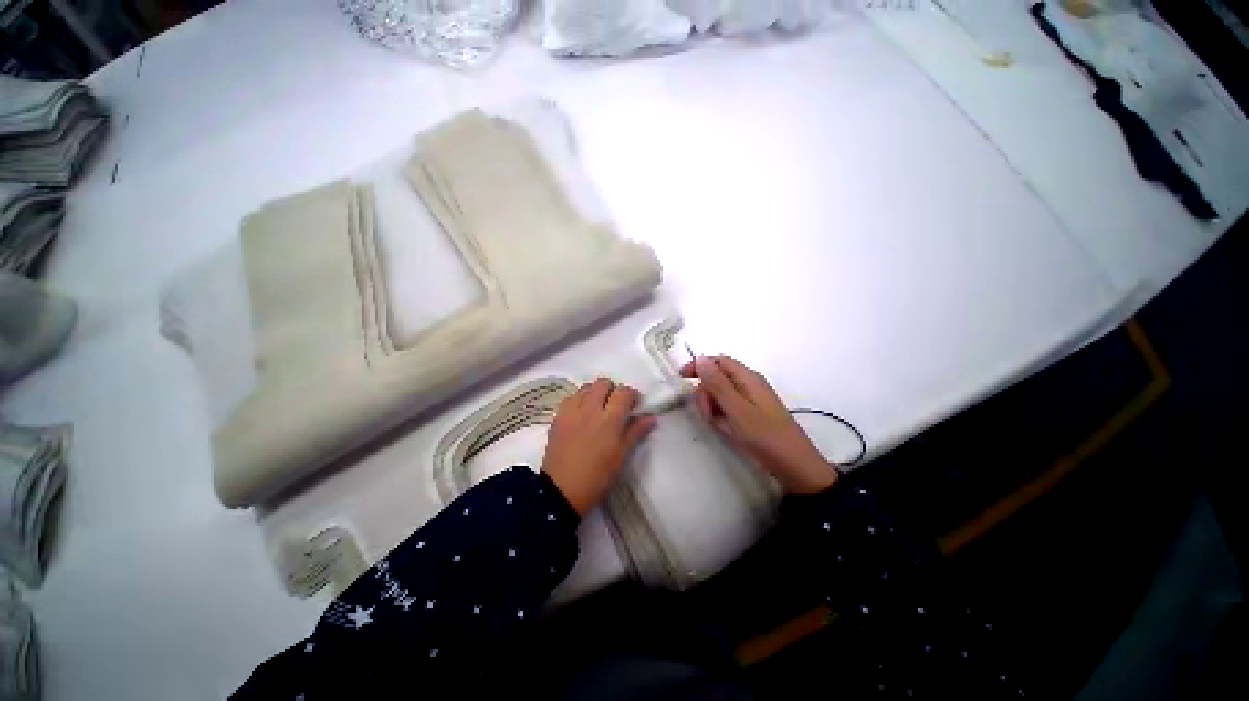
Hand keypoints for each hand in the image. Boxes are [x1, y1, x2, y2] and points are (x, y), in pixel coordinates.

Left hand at [542, 379, 656, 515]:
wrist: (562, 491)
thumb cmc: (598, 476)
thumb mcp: (621, 455)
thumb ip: (636, 432)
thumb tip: (651, 417)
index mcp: (609, 420)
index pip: (624, 392)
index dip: (632, 395)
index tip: (634, 405)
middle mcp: (590, 409)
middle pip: (603, 383)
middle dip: (612, 390)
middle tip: (615, 406)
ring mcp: (572, 411)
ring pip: (586, 387)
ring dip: (595, 393)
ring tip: (597, 409)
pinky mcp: (558, 416)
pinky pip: (570, 398)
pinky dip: (579, 400)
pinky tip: (581, 415)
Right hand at [681, 356, 836, 493]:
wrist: (795, 467)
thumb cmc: (765, 436)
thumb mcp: (736, 409)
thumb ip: (717, 383)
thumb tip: (700, 359)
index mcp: (747, 377)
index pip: (717, 360)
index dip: (698, 366)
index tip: (681, 378)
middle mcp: (748, 384)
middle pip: (716, 378)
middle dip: (706, 394)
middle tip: (709, 415)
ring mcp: (750, 400)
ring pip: (720, 395)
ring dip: (713, 408)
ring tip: (720, 426)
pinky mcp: (751, 414)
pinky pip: (728, 409)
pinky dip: (722, 417)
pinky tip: (727, 431)